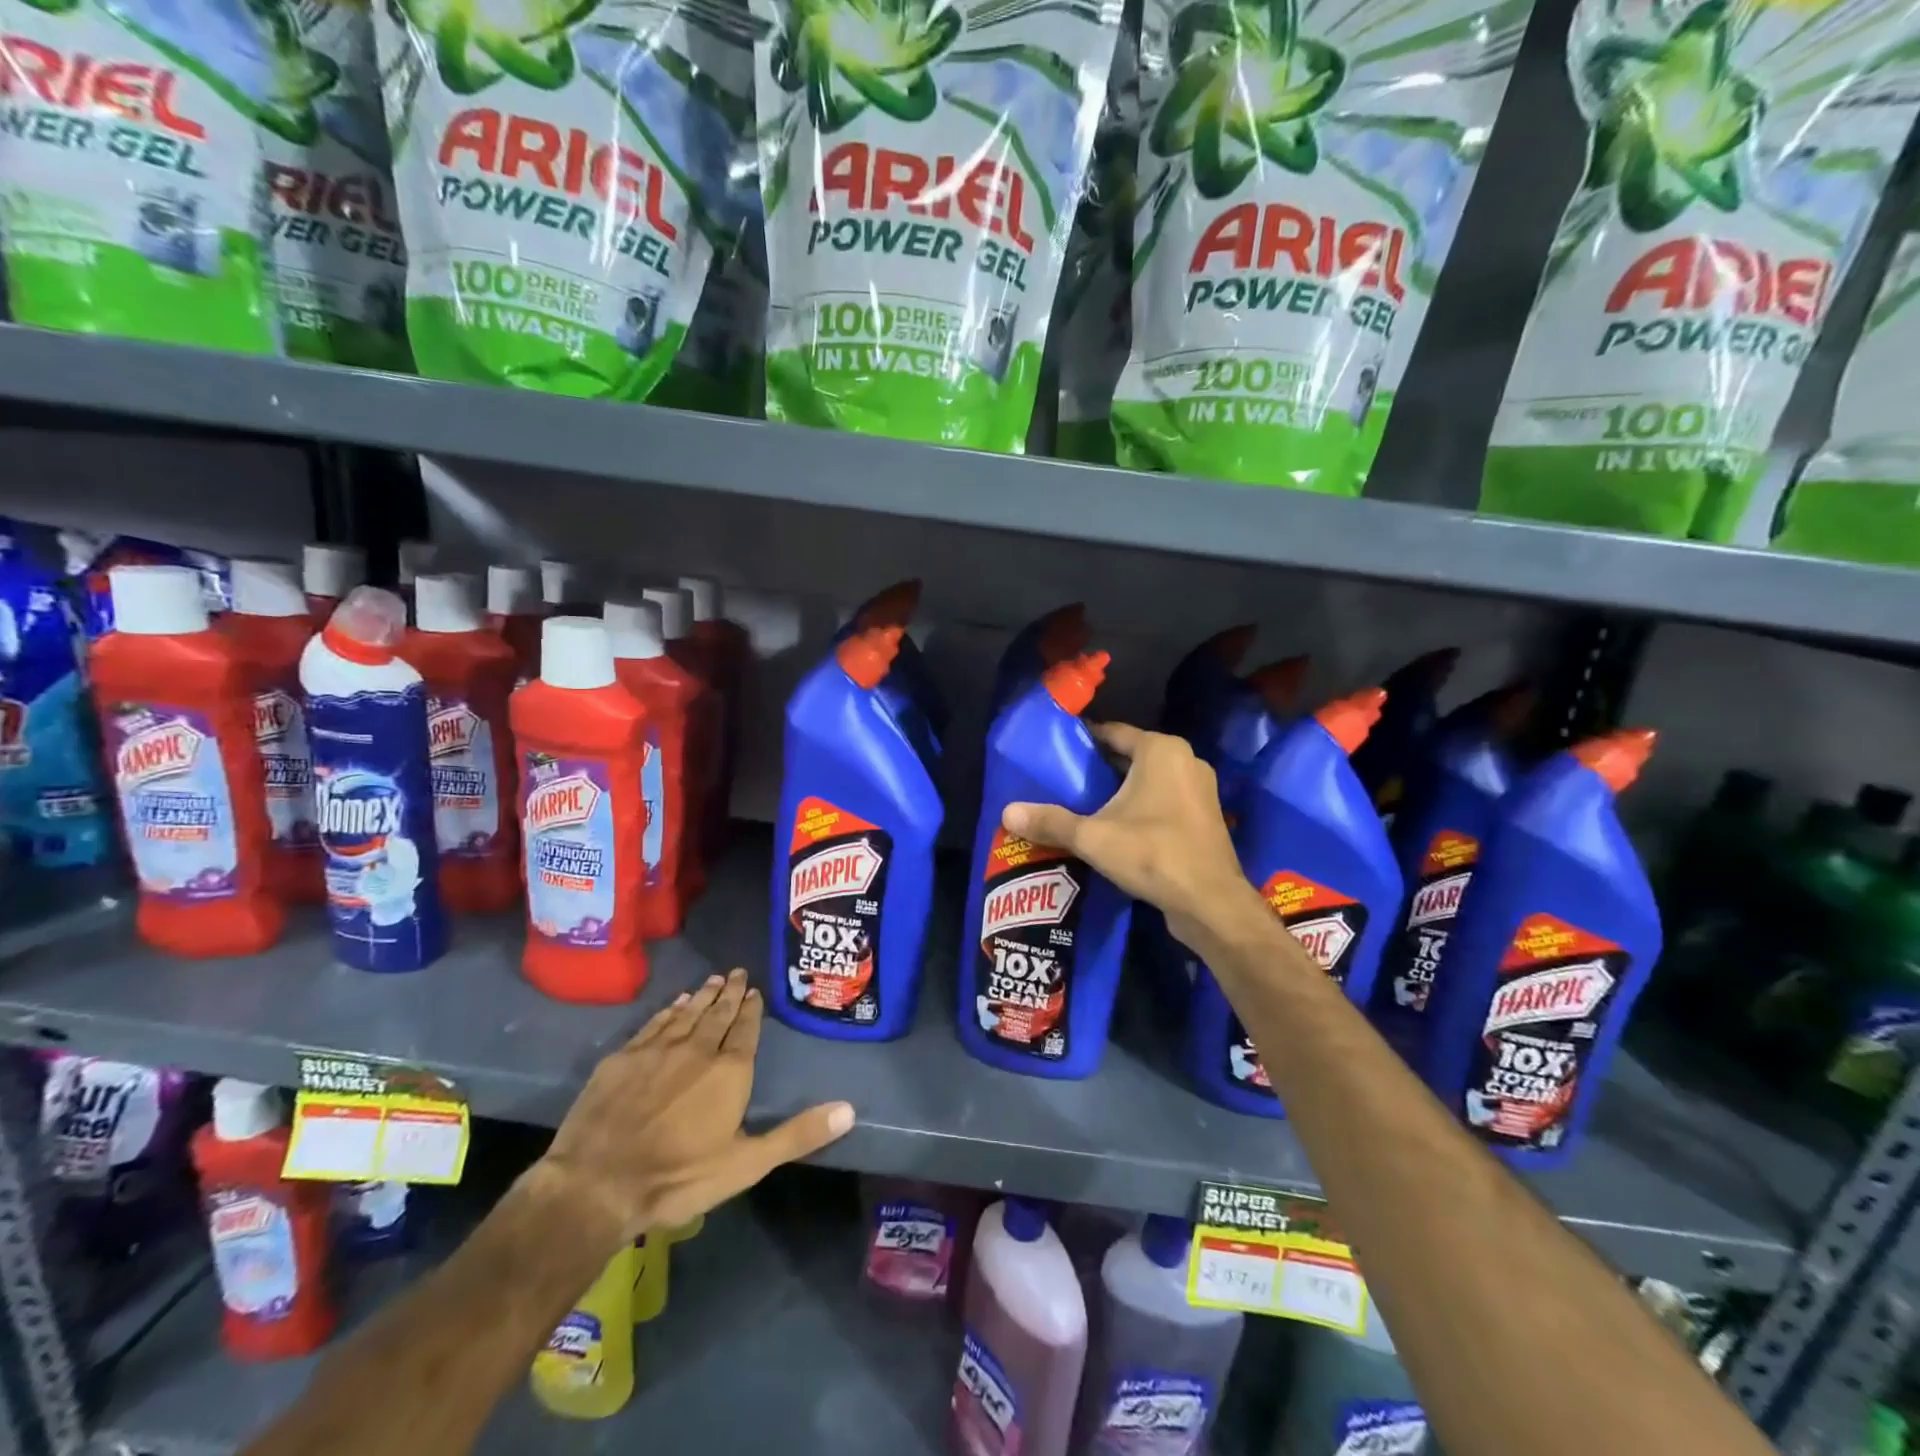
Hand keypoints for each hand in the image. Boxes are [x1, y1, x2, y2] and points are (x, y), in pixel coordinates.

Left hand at [535, 969, 853, 1242]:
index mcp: (730, 1071)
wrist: (597, 1184)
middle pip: (719, 1013)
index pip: (747, 1030)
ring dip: (703, 995)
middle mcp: (698, 1048)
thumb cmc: (679, 1177)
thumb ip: (798, 1134)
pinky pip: (655, 1023)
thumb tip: (850, 1108)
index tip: (755, 991)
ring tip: (714, 980)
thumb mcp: (747, 1164)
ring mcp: (657, 1049)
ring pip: (688, 1013)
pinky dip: (670, 1010)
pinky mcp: (624, 1057)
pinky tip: (676, 1003)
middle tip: (738, 972)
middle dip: (731, 992)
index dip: (752, 1009)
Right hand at [1002, 722, 1252, 947]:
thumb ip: (1051, 822)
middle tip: (1062, 781)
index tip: (1054, 751)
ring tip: (1083, 804)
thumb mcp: (1093, 837)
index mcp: (1161, 751)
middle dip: (1098, 768)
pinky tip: (1116, 828)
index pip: (1112, 732)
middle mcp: (1185, 760)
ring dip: (1120, 791)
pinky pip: (1164, 801)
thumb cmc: (1153, 854)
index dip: (1082, 741)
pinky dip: (1141, 808)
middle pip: (1130, 756)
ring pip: (1149, 780)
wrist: (1210, 902)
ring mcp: (1200, 790)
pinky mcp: (1204, 817)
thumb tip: (1007, 812)